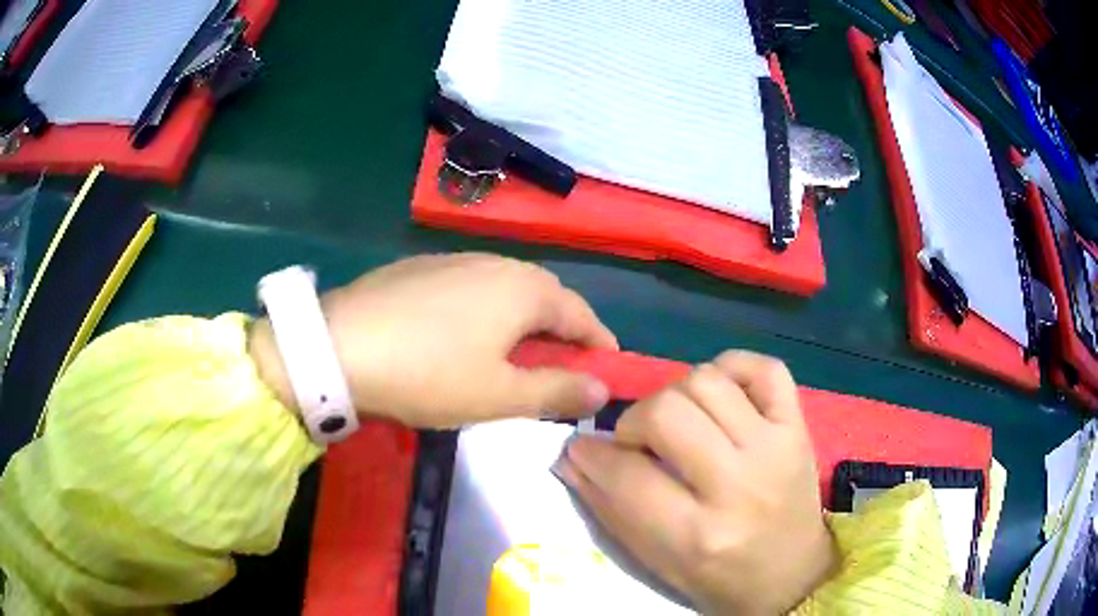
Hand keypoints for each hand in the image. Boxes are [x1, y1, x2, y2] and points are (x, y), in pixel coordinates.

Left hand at [250, 253, 616, 427]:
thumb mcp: (498, 395)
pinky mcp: (421, 268)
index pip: (580, 314)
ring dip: (523, 320)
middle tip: (563, 366)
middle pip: (545, 297)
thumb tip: (604, 388)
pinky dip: (487, 311)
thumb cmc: (429, 374)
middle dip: (562, 331)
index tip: (609, 367)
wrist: (339, 346)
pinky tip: (466, 335)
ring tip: (517, 353)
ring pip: (506, 290)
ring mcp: (454, 260)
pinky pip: (472, 288)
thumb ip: (557, 391)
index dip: (599, 342)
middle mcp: (496, 263)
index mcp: (524, 289)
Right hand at [554, 352, 835, 614]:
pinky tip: (722, 396)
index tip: (582, 449)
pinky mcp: (799, 427)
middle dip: (636, 422)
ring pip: (707, 380)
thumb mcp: (657, 563)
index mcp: (698, 535)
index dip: (591, 456)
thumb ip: (611, 509)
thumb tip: (574, 457)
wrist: (792, 575)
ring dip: (678, 396)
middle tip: (639, 442)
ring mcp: (775, 447)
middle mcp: (739, 485)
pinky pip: (764, 368)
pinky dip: (733, 370)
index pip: (627, 476)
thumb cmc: (719, 579)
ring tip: (682, 422)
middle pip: (666, 412)